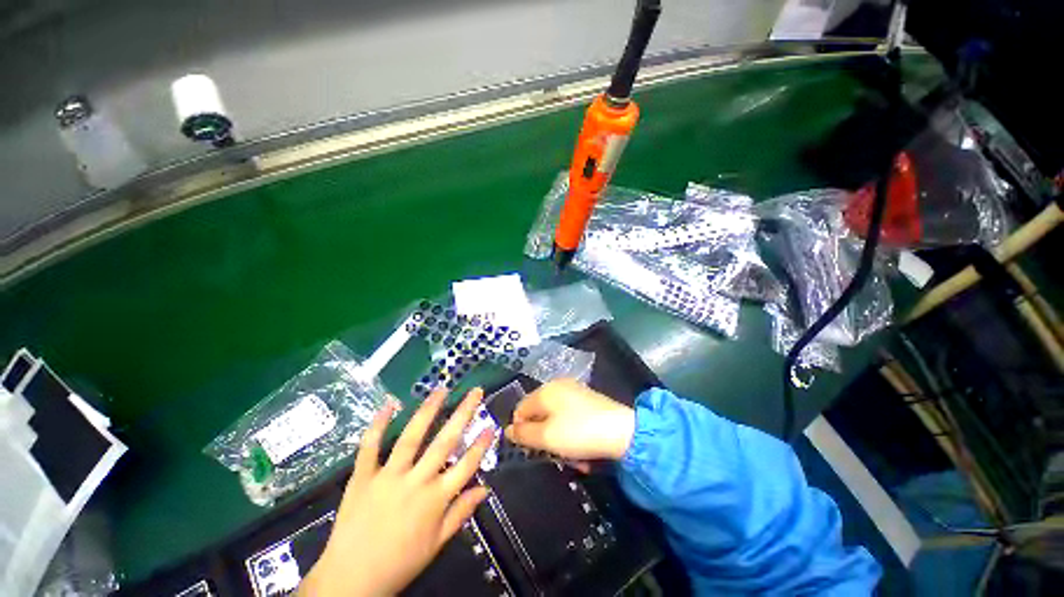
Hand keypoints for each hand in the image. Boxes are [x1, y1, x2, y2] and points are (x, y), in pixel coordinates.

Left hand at [300, 388, 493, 596]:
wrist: (350, 581)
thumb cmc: (399, 563)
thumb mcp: (437, 543)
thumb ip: (462, 512)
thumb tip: (486, 488)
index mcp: (436, 499)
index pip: (467, 465)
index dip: (481, 444)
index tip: (491, 424)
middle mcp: (416, 482)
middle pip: (445, 441)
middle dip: (463, 413)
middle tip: (475, 392)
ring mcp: (388, 476)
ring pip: (412, 437)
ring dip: (428, 410)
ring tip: (441, 390)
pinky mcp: (363, 477)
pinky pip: (370, 447)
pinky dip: (378, 424)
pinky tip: (390, 404)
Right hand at [504, 378, 634, 461]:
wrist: (622, 431)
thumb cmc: (578, 432)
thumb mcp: (546, 437)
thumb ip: (523, 434)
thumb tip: (508, 430)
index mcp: (545, 390)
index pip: (521, 408)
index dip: (521, 430)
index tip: (530, 449)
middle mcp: (558, 386)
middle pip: (539, 413)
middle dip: (542, 436)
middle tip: (552, 454)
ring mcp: (575, 392)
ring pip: (555, 419)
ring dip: (559, 440)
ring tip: (571, 457)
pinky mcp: (588, 401)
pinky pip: (570, 418)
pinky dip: (572, 434)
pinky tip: (582, 449)